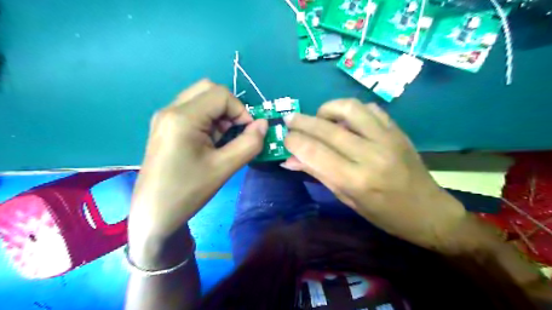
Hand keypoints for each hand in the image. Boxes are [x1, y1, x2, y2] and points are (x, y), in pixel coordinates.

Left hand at [129, 80, 266, 244]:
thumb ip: (249, 143)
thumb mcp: (224, 168)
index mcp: (182, 117)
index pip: (221, 94)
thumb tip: (263, 124)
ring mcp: (165, 117)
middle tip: (234, 132)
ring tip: (222, 139)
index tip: (248, 132)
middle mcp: (170, 109)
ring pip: (201, 98)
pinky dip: (209, 119)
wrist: (154, 214)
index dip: (241, 110)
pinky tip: (209, 142)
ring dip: (219, 114)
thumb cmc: (188, 192)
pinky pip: (193, 110)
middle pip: (209, 89)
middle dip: (230, 108)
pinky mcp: (165, 127)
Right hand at [282, 99, 466, 249]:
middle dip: (301, 121)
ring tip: (320, 119)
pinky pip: (369, 108)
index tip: (284, 137)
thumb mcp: (347, 199)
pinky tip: (346, 121)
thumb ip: (318, 174)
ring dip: (327, 109)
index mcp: (356, 180)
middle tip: (289, 119)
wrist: (428, 211)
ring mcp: (386, 138)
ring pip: (348, 108)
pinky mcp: (397, 130)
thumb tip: (290, 159)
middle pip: (326, 128)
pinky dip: (351, 110)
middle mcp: (370, 154)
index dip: (294, 141)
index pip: (314, 152)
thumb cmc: (384, 214)